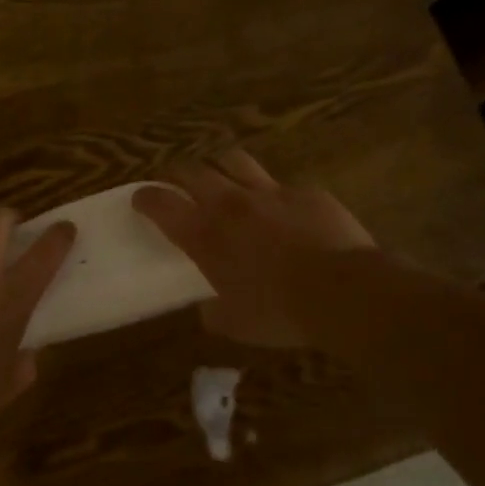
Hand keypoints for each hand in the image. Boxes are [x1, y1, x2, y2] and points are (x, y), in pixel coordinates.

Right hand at [134, 148, 374, 348]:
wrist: (345, 293)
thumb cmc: (280, 312)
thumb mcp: (235, 325)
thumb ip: (213, 313)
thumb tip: (206, 309)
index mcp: (206, 235)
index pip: (162, 204)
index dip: (146, 197)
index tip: (140, 197)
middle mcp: (231, 204)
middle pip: (193, 171)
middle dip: (178, 173)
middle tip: (176, 182)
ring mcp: (271, 192)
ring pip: (234, 161)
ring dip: (221, 166)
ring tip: (222, 177)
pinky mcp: (307, 192)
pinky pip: (282, 184)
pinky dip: (273, 193)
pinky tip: (281, 209)